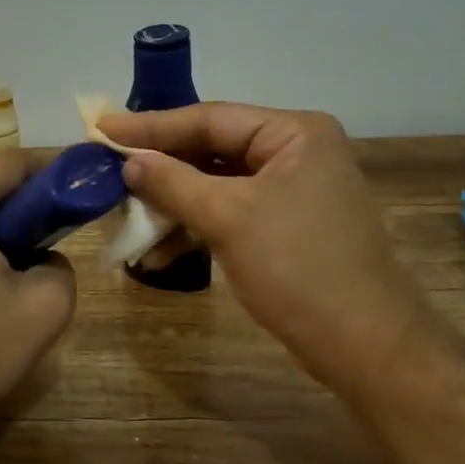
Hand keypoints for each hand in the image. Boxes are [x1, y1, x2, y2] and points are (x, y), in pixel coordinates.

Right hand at [100, 104, 429, 382]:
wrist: (362, 344)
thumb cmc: (298, 267)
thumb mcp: (229, 218)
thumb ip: (173, 182)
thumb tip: (129, 161)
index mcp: (293, 133)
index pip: (210, 119)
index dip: (151, 126)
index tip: (101, 128)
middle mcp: (294, 154)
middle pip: (211, 150)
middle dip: (160, 170)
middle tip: (108, 170)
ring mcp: (290, 192)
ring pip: (215, 186)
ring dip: (172, 207)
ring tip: (126, 222)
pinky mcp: (282, 228)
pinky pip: (227, 215)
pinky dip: (193, 230)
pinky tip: (158, 254)